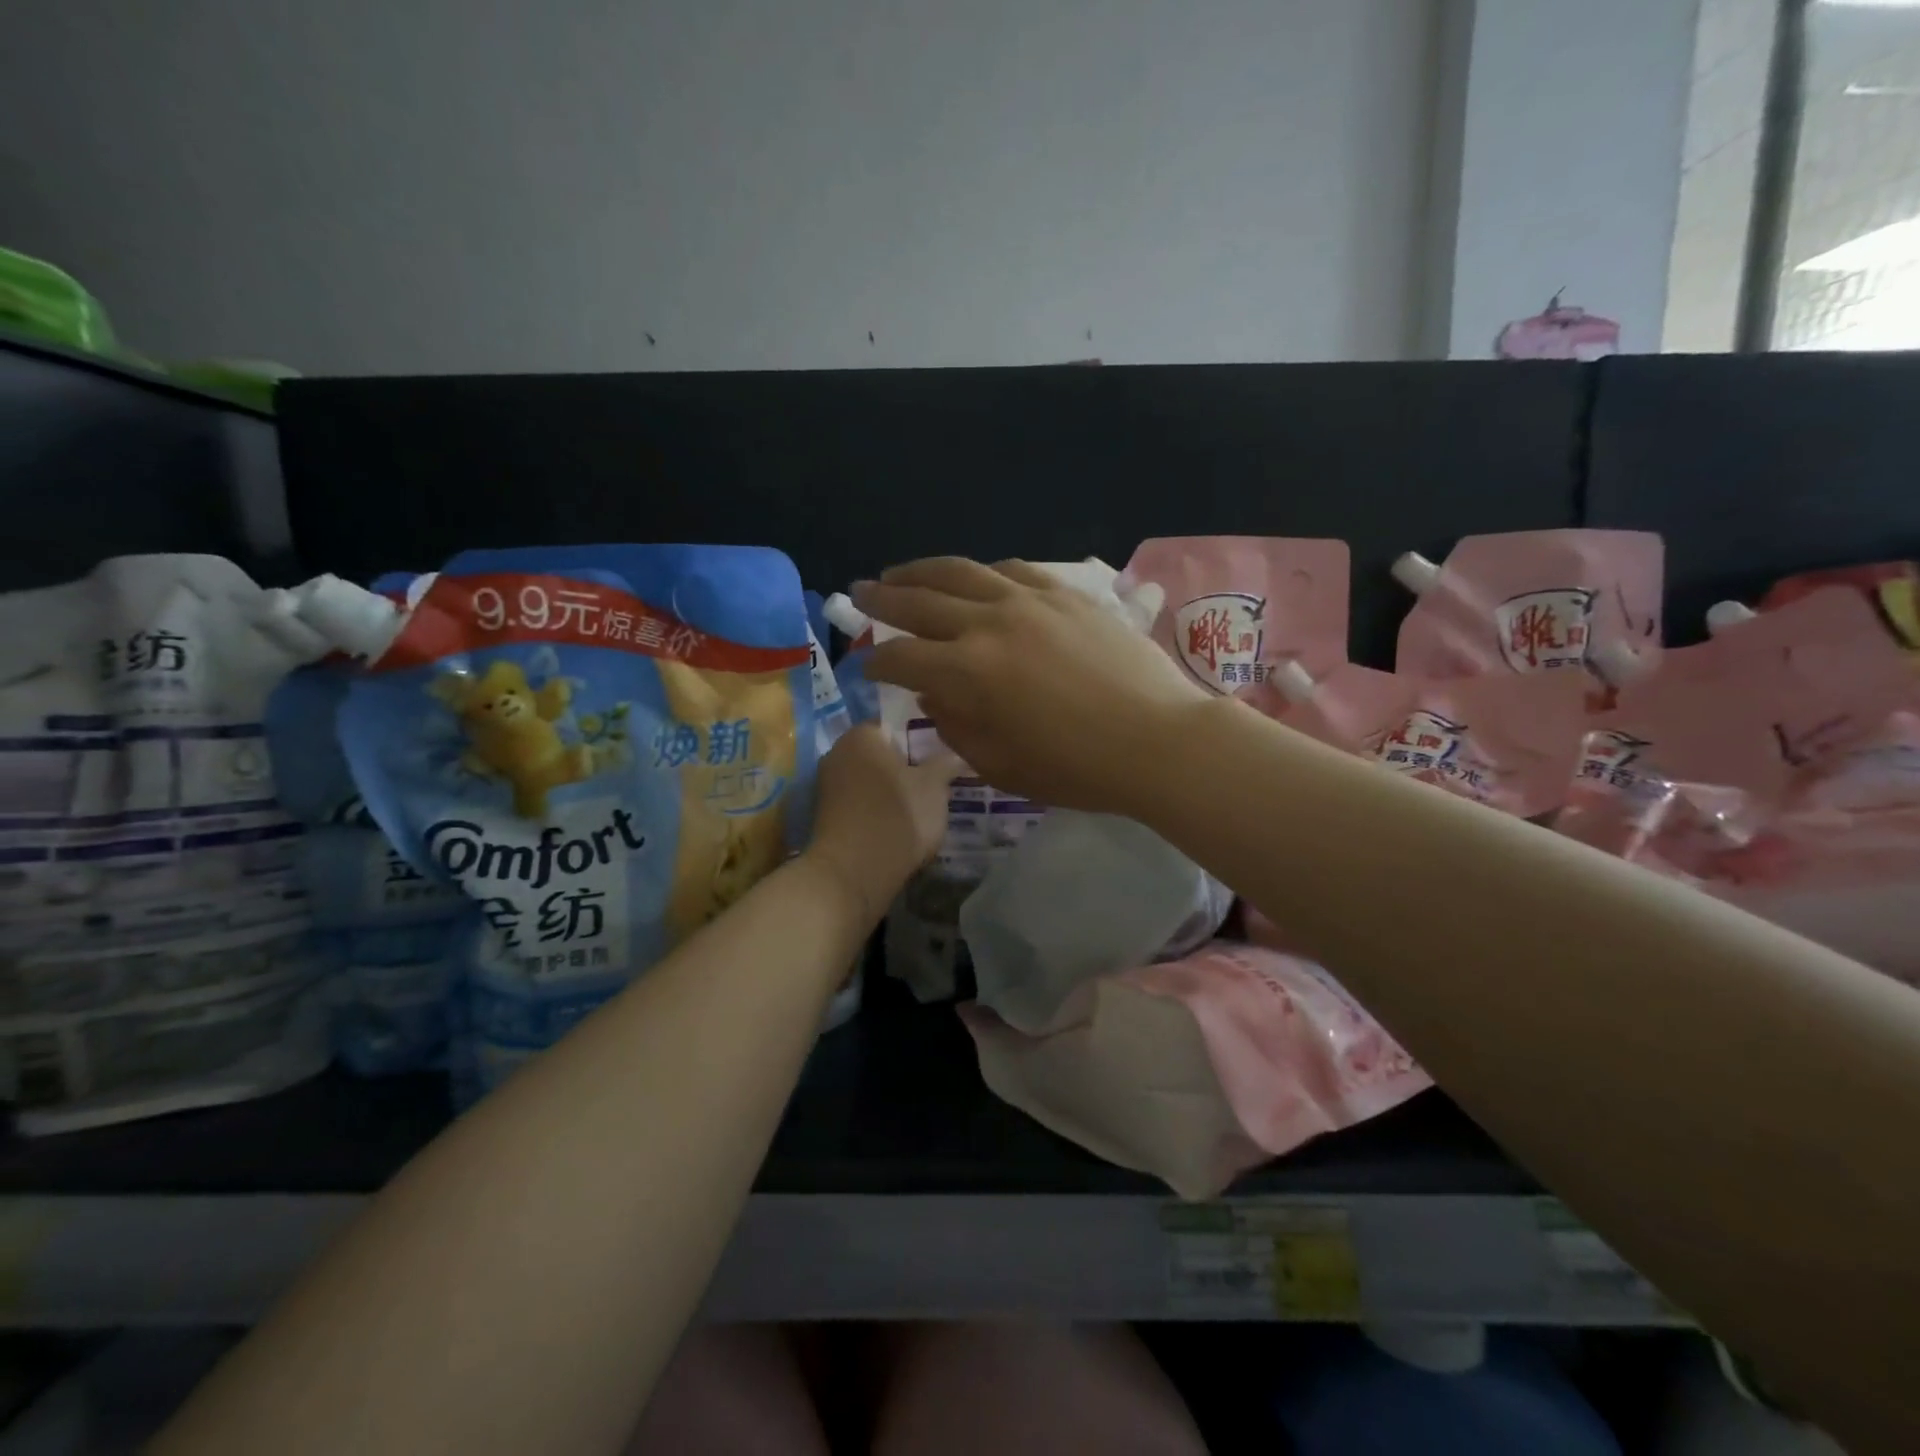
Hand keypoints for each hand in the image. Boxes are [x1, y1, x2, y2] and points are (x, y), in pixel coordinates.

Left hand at [807, 724, 960, 921]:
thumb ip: (946, 763)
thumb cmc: (898, 817)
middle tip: (938, 781)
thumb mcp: (935, 787)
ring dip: (893, 790)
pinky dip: (879, 810)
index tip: (942, 756)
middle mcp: (837, 752)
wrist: (853, 873)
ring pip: (871, 780)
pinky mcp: (827, 816)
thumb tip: (957, 754)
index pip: (896, 724)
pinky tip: (900, 826)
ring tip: (923, 806)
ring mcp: (828, 786)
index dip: (922, 738)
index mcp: (861, 735)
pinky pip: (861, 803)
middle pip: (882, 753)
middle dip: (908, 765)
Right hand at [853, 558, 1209, 813]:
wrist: (1158, 741)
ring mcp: (1030, 601)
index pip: (903, 658)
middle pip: (921, 602)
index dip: (876, 663)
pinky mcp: (1066, 594)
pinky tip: (973, 576)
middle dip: (882, 600)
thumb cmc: (1077, 769)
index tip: (865, 667)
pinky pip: (1012, 570)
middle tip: (857, 593)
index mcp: (968, 671)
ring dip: (922, 571)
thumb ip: (956, 726)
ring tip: (899, 573)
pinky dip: (982, 572)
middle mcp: (990, 623)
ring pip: (962, 572)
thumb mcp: (1000, 764)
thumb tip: (934, 695)